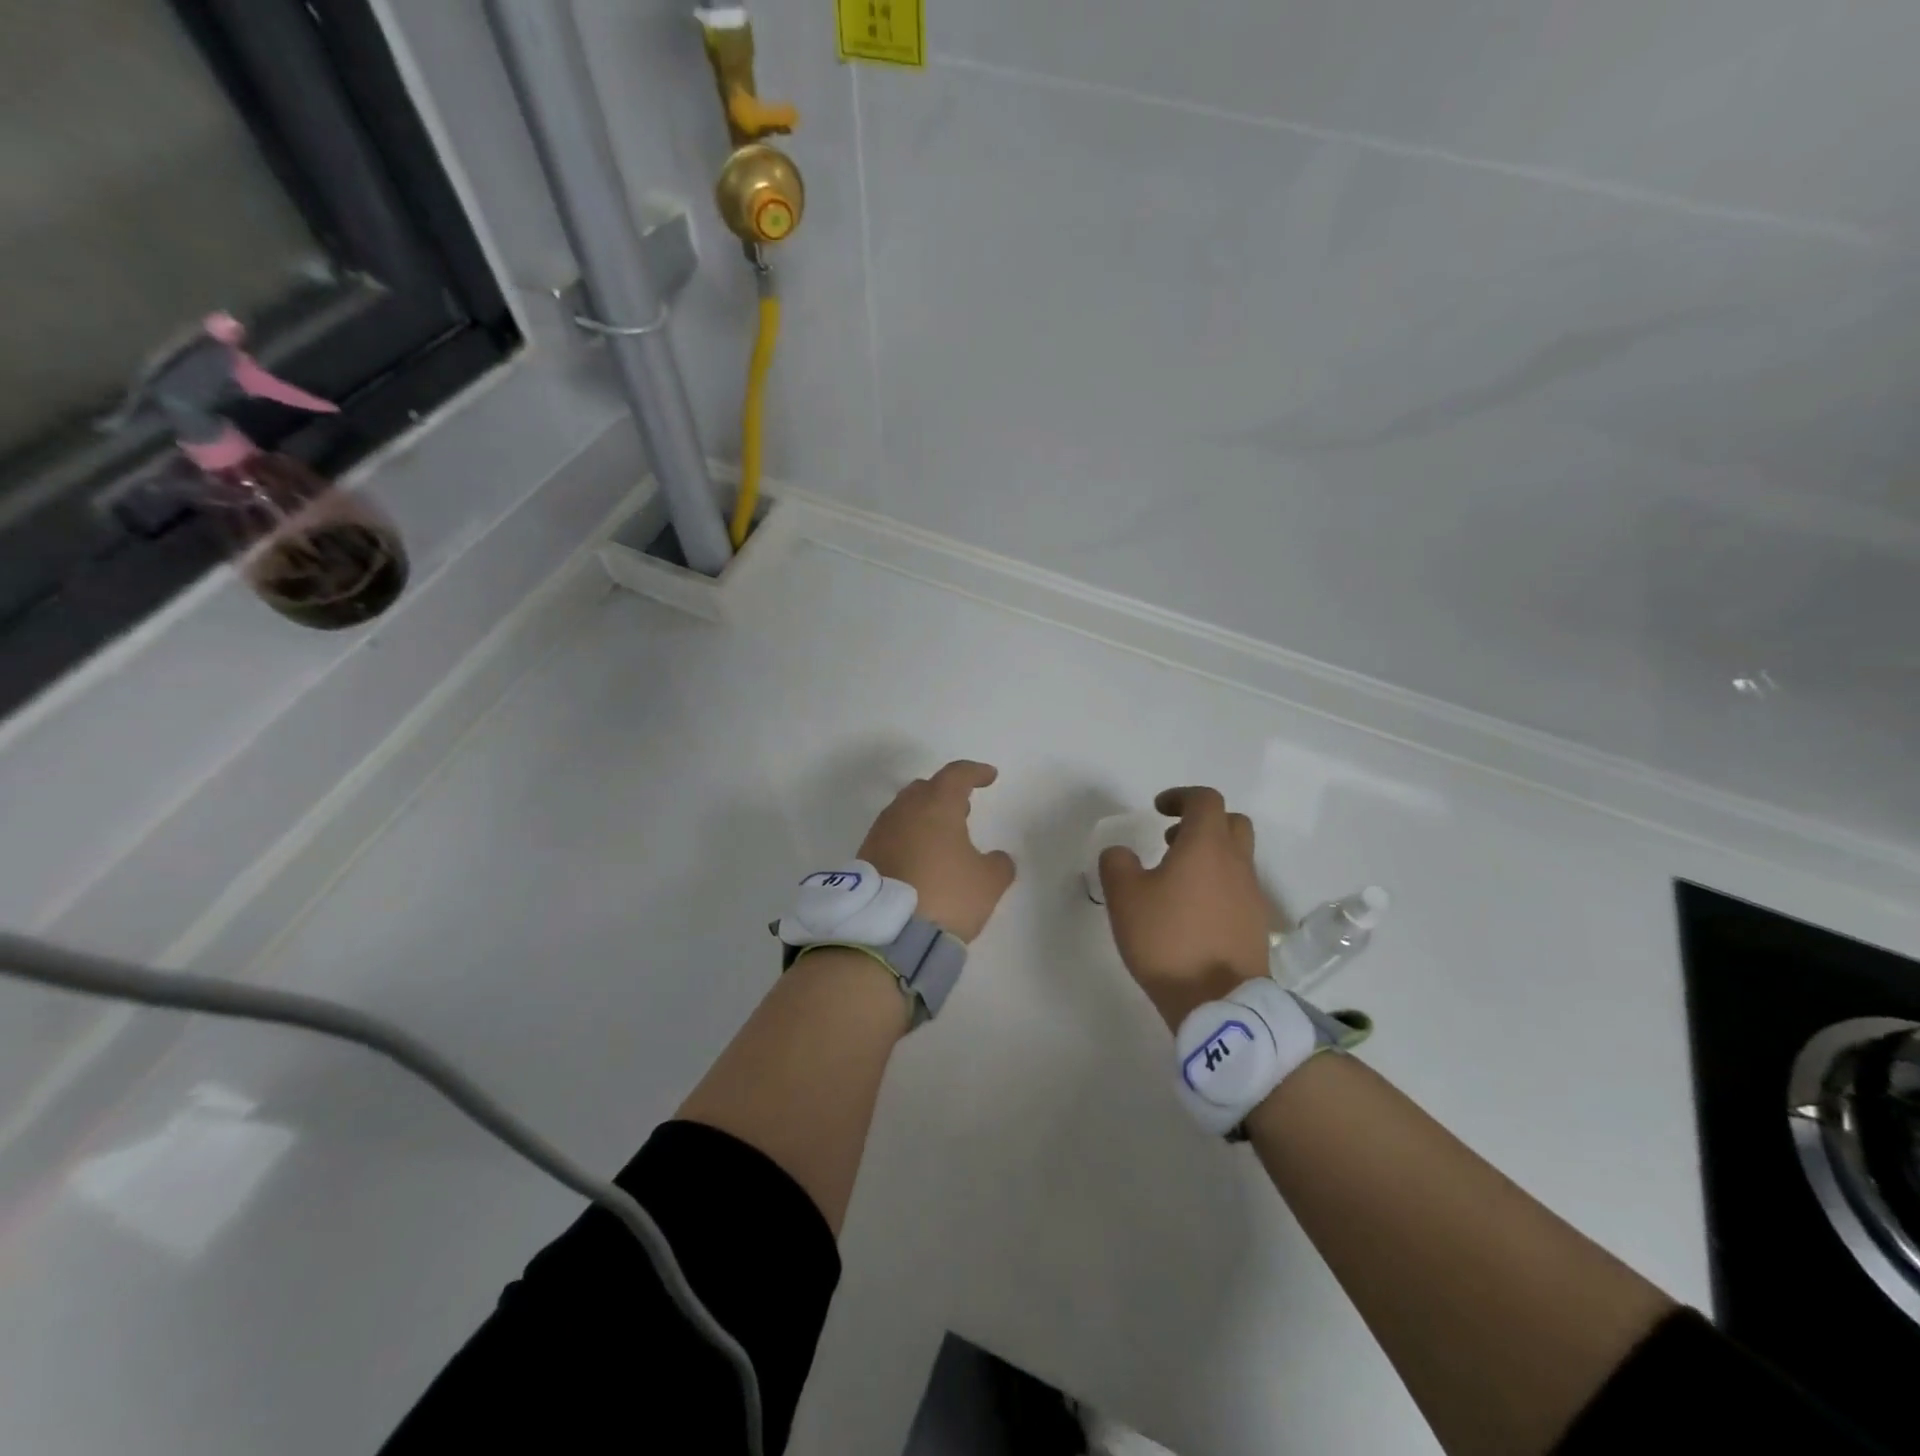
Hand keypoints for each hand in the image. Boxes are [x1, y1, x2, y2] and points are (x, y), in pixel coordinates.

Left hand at [858, 760, 1016, 941]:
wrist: (887, 932)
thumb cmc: (946, 896)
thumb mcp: (988, 883)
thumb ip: (999, 864)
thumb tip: (997, 858)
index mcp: (937, 805)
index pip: (957, 775)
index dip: (976, 772)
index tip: (989, 776)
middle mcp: (904, 810)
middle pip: (926, 788)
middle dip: (946, 793)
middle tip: (964, 808)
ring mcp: (880, 832)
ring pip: (905, 811)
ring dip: (925, 816)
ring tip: (943, 836)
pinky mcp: (866, 855)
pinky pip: (892, 834)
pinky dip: (908, 838)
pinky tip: (920, 859)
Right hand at [1098, 786, 1269, 1030]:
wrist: (1218, 1002)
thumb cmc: (1168, 939)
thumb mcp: (1124, 897)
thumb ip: (1117, 864)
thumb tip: (1121, 853)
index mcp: (1207, 846)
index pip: (1205, 800)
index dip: (1181, 797)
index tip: (1158, 809)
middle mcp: (1236, 863)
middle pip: (1232, 823)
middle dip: (1203, 822)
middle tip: (1171, 839)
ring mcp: (1252, 895)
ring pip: (1238, 857)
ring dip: (1210, 855)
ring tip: (1176, 880)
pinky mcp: (1256, 925)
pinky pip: (1239, 889)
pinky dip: (1218, 886)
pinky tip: (1192, 912)